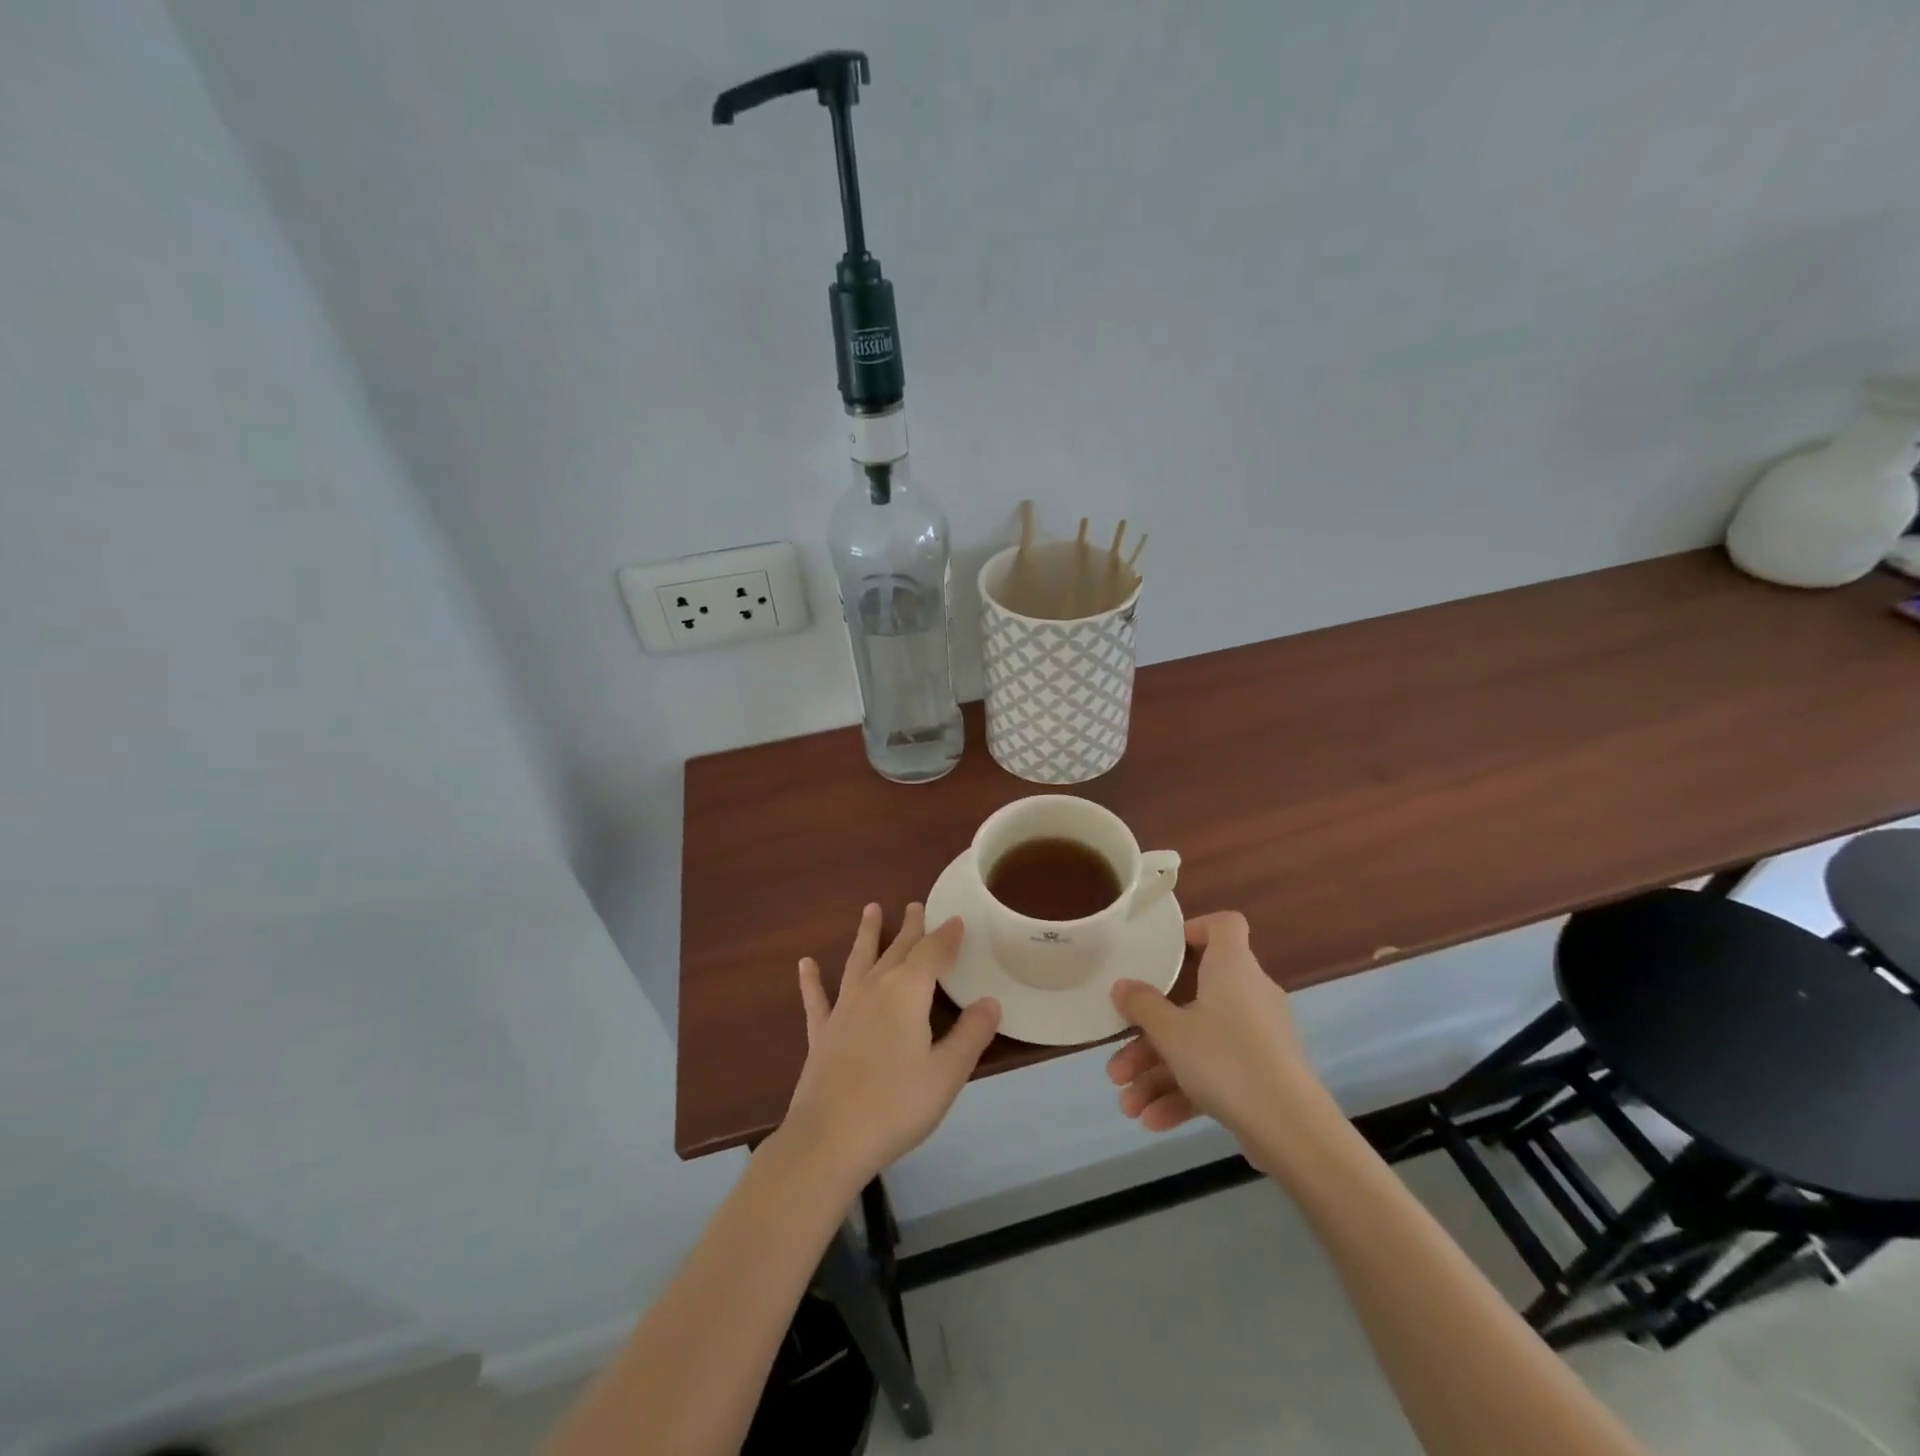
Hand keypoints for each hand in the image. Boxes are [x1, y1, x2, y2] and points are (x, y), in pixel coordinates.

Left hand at [783, 903, 1000, 1187]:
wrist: (829, 1139)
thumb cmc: (896, 1105)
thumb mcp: (947, 1073)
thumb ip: (971, 1034)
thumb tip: (991, 1002)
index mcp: (908, 992)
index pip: (933, 953)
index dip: (947, 936)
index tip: (957, 920)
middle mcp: (875, 988)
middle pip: (898, 949)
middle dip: (911, 927)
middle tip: (916, 904)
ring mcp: (844, 1008)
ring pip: (859, 960)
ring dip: (867, 934)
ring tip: (870, 909)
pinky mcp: (821, 1032)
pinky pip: (816, 998)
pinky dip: (811, 980)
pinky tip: (805, 964)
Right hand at [1107, 911, 1333, 1170]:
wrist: (1291, 1129)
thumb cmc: (1225, 1058)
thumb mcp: (1170, 1031)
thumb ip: (1142, 1005)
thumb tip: (1122, 986)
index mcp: (1232, 967)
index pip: (1225, 925)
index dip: (1196, 929)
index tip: (1164, 951)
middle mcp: (1248, 994)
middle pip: (1192, 1000)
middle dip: (1150, 1035)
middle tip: (1119, 1062)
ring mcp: (1258, 1037)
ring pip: (1199, 1044)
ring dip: (1159, 1073)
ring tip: (1127, 1105)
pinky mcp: (1263, 1075)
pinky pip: (1217, 1074)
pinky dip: (1185, 1093)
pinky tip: (1152, 1121)